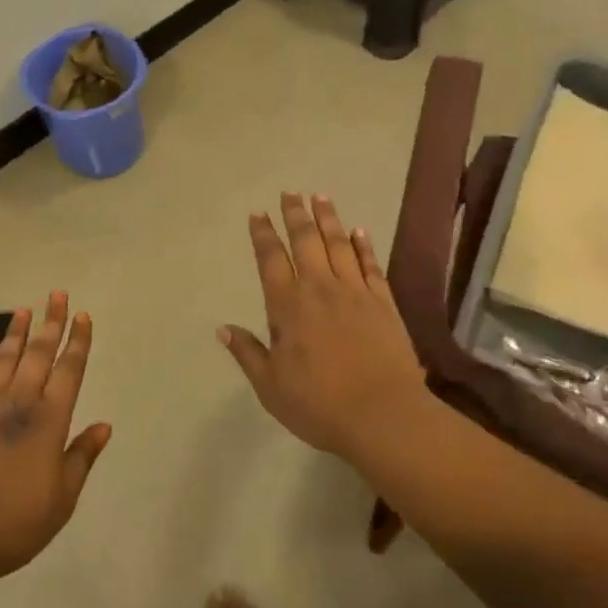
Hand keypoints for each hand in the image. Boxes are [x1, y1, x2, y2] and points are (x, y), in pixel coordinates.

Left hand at [0, 296, 110, 581]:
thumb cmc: (15, 523)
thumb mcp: (62, 498)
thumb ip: (82, 457)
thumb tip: (104, 425)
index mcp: (49, 422)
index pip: (68, 371)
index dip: (78, 342)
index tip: (83, 315)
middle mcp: (17, 405)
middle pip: (37, 356)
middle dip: (50, 324)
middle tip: (57, 295)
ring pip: (2, 361)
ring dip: (15, 334)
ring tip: (23, 310)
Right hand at [219, 193, 428, 460]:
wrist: (383, 415)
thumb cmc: (319, 405)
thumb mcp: (271, 387)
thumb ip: (248, 353)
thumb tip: (223, 328)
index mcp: (288, 306)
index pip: (271, 260)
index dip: (263, 234)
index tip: (258, 214)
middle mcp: (320, 289)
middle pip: (306, 241)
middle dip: (295, 214)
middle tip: (290, 192)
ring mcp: (355, 292)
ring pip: (339, 244)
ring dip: (328, 218)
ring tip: (320, 197)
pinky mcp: (384, 302)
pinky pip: (371, 264)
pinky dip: (363, 245)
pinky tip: (360, 231)